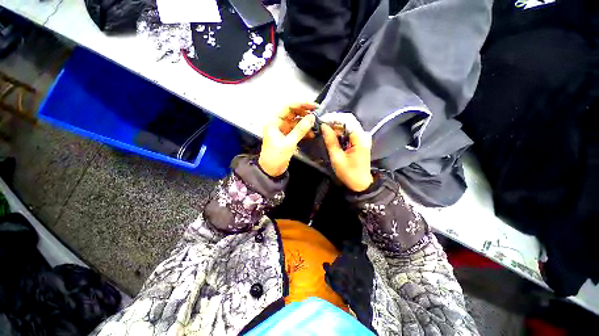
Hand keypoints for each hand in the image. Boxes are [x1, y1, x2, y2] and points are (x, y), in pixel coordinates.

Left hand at [259, 103, 316, 176]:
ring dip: (305, 123)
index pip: (288, 107)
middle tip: (316, 114)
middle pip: (292, 113)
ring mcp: (283, 130)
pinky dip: (304, 131)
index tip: (313, 106)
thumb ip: (300, 130)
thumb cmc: (275, 157)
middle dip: (304, 113)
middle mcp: (278, 124)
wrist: (271, 171)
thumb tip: (311, 118)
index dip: (301, 104)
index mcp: (274, 122)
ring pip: (296, 122)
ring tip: (315, 125)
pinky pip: (297, 130)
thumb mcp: (289, 143)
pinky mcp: (287, 137)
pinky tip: (311, 133)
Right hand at [322, 123, 373, 191]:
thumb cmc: (349, 173)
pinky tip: (331, 137)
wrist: (361, 184)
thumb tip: (323, 126)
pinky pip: (348, 133)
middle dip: (333, 123)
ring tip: (324, 132)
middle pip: (347, 121)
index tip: (322, 120)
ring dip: (335, 128)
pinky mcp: (359, 141)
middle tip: (321, 127)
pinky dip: (339, 133)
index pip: (347, 119)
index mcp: (360, 138)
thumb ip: (330, 141)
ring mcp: (362, 137)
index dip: (334, 118)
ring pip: (347, 126)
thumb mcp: (337, 158)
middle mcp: (363, 134)